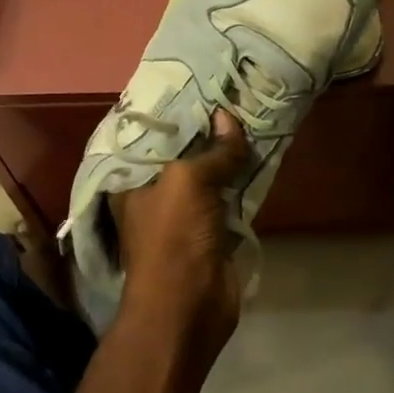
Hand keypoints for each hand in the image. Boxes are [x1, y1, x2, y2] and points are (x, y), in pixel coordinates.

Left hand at [110, 109, 249, 363]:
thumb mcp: (188, 182)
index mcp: (133, 179)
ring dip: (228, 152)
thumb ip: (213, 150)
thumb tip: (228, 117)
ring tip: (252, 113)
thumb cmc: (173, 237)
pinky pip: (228, 194)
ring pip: (209, 172)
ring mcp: (185, 212)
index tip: (199, 84)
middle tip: (233, 93)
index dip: (173, 111)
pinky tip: (260, 151)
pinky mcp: (212, 230)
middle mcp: (155, 192)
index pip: (151, 135)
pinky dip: (242, 177)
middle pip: (184, 152)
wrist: (188, 308)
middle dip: (207, 129)